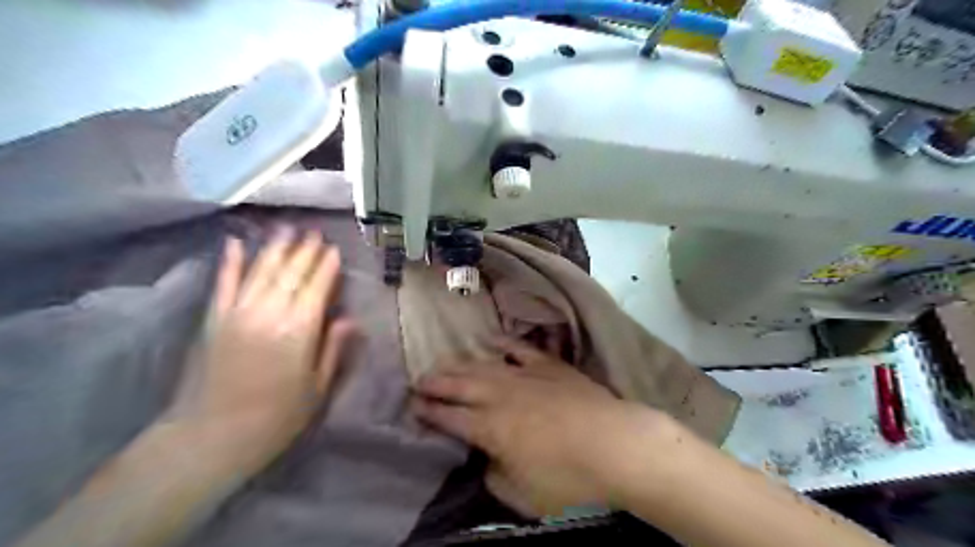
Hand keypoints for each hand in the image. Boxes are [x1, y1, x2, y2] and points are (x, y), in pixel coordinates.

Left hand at [169, 230, 354, 471]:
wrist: (210, 437)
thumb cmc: (275, 417)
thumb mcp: (316, 389)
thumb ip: (332, 349)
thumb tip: (349, 320)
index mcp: (299, 331)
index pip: (317, 288)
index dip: (326, 268)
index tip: (334, 250)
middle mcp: (270, 313)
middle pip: (291, 274)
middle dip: (305, 251)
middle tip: (315, 232)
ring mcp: (238, 313)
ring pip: (261, 271)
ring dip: (275, 248)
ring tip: (287, 229)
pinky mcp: (213, 319)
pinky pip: (224, 283)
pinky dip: (229, 261)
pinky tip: (234, 243)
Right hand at [409, 338, 671, 515]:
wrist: (616, 444)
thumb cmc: (570, 478)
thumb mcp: (523, 495)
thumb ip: (495, 477)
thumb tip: (486, 459)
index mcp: (491, 428)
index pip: (450, 417)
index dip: (429, 412)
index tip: (413, 405)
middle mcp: (501, 396)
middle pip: (461, 385)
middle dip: (437, 383)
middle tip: (419, 379)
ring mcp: (526, 376)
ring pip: (484, 366)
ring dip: (461, 364)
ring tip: (444, 363)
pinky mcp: (549, 366)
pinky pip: (520, 349)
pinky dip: (504, 343)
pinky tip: (491, 340)